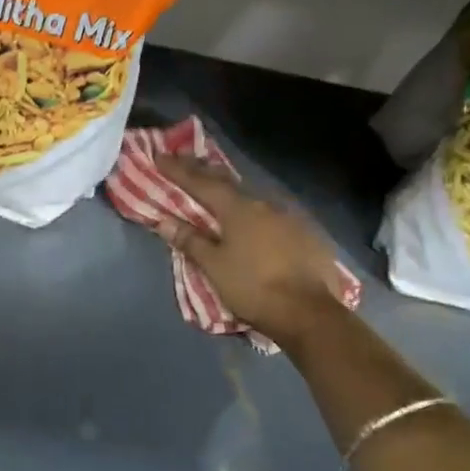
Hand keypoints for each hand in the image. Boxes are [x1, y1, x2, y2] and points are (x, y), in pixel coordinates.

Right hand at [152, 154, 351, 347]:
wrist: (308, 314)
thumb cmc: (252, 287)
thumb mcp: (214, 266)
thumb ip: (190, 241)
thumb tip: (163, 221)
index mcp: (239, 209)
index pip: (202, 183)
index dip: (178, 170)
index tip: (160, 156)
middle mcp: (266, 205)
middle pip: (229, 185)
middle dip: (205, 174)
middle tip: (187, 163)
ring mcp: (290, 219)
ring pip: (254, 200)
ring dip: (233, 195)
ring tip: (218, 194)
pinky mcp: (307, 236)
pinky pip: (273, 217)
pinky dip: (255, 216)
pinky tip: (252, 223)